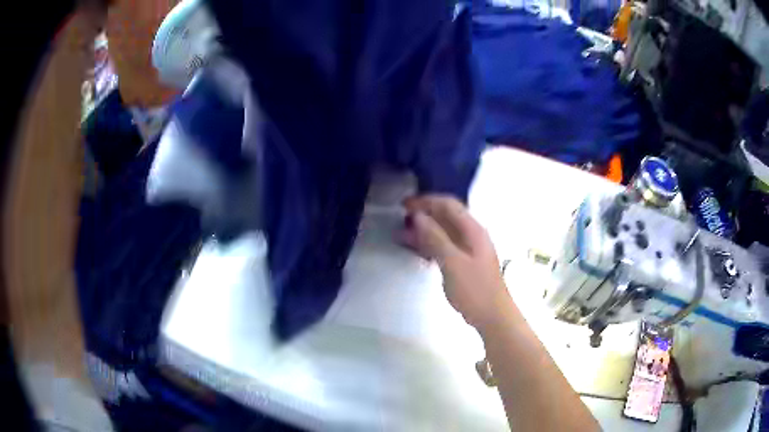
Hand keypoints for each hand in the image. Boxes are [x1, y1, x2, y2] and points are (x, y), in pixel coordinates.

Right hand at [401, 195, 509, 329]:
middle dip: (423, 216)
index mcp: (473, 230)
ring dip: (424, 232)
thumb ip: (435, 238)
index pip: (448, 204)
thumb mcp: (452, 262)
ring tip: (402, 237)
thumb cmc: (474, 290)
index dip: (426, 201)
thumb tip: (418, 216)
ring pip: (444, 232)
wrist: (493, 316)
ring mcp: (469, 249)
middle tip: (400, 222)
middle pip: (446, 217)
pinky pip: (445, 247)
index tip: (404, 206)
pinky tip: (418, 253)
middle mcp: (472, 235)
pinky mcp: (465, 263)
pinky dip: (431, 246)